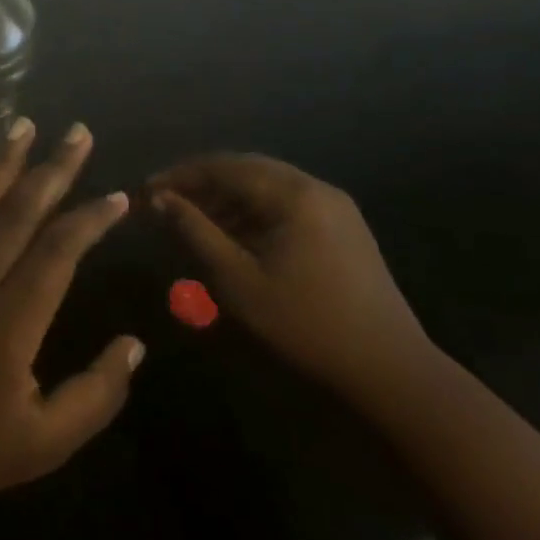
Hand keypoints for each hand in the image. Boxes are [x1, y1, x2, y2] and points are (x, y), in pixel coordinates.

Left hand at [0, 119, 143, 525]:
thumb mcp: (45, 444)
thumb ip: (96, 394)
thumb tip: (135, 344)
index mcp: (11, 321)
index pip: (58, 251)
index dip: (90, 219)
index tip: (118, 197)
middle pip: (18, 211)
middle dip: (53, 168)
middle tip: (78, 133)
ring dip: (3, 160)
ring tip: (24, 125)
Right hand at [152, 154, 428, 398]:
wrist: (391, 372)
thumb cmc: (306, 324)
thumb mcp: (238, 280)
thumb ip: (196, 232)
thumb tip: (160, 199)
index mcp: (292, 194)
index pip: (224, 166)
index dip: (181, 175)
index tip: (147, 191)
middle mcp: (315, 188)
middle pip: (245, 169)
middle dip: (202, 182)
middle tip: (166, 201)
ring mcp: (334, 207)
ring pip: (266, 186)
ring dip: (226, 198)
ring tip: (193, 220)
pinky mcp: (343, 229)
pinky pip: (286, 204)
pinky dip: (253, 212)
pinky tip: (234, 236)